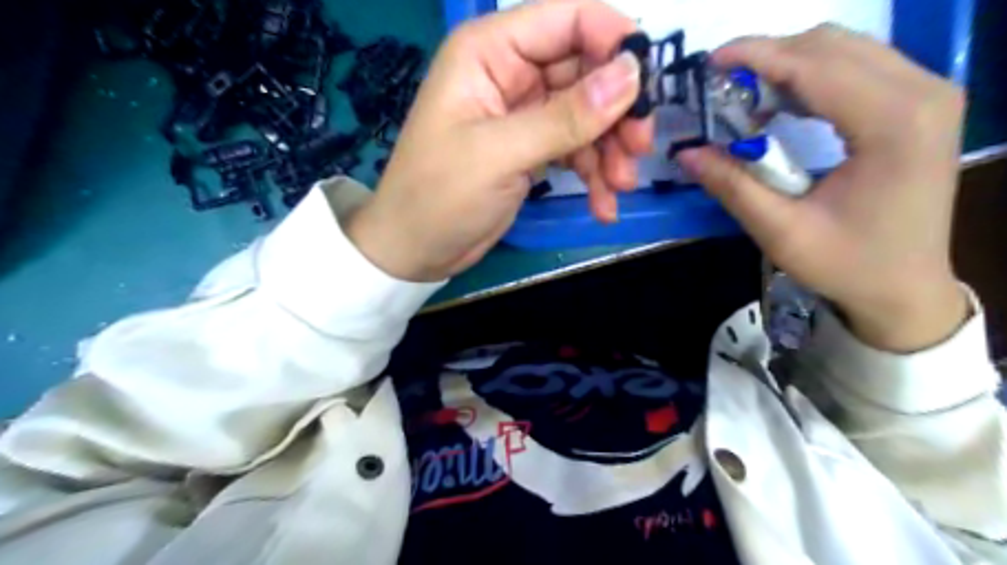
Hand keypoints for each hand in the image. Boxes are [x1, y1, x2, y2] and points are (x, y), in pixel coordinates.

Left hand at [346, 0, 653, 281]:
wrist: (417, 249)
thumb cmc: (440, 195)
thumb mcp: (500, 154)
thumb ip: (565, 116)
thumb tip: (631, 76)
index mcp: (489, 52)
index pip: (566, 20)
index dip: (613, 42)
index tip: (646, 86)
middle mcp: (510, 73)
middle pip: (585, 71)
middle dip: (616, 111)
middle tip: (639, 148)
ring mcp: (523, 114)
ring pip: (587, 115)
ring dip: (609, 150)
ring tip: (620, 187)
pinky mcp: (531, 149)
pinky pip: (575, 149)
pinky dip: (593, 174)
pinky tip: (603, 205)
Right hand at [676, 26, 965, 353]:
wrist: (906, 288)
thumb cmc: (848, 265)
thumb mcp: (781, 231)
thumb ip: (733, 185)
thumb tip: (688, 153)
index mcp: (893, 123)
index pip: (815, 65)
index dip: (756, 57)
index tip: (709, 62)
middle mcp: (923, 93)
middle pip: (832, 45)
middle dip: (768, 57)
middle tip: (721, 88)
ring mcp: (929, 94)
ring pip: (846, 50)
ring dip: (788, 66)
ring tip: (745, 98)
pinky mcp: (921, 105)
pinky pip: (859, 68)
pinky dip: (811, 77)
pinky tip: (781, 105)